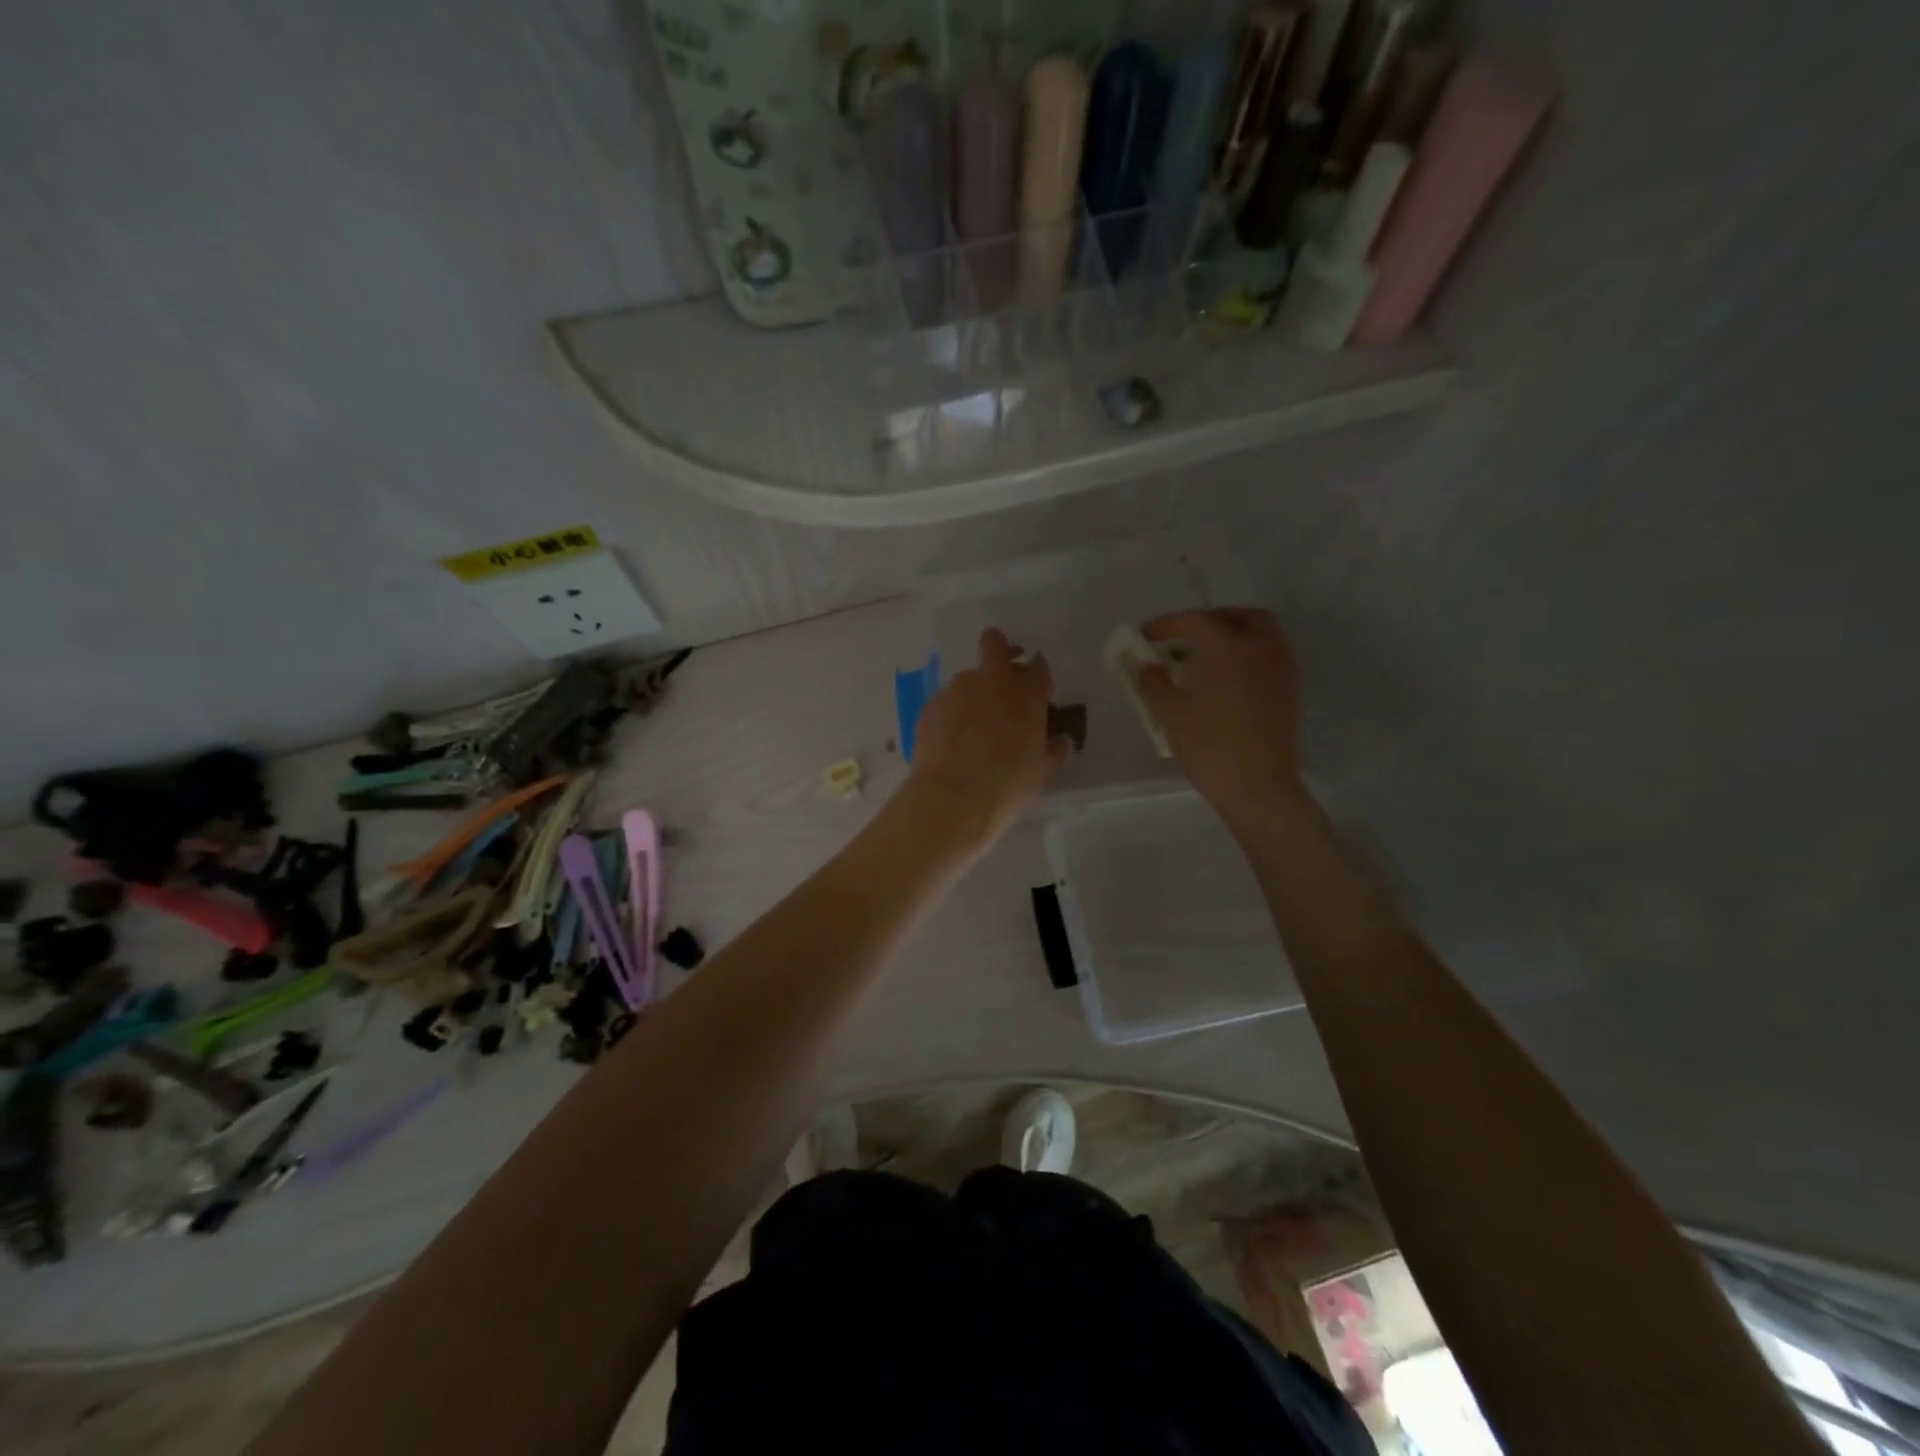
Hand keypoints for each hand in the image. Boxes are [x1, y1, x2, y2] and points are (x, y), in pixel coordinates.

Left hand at [906, 628, 1068, 850]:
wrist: (952, 799)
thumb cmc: (1008, 785)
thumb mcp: (1043, 772)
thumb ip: (1054, 749)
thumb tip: (1059, 739)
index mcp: (1026, 694)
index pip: (1038, 666)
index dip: (1037, 674)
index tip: (1036, 689)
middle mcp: (992, 682)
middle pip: (994, 643)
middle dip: (999, 649)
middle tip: (1002, 674)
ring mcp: (957, 690)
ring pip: (967, 677)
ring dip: (973, 692)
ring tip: (971, 727)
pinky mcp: (930, 706)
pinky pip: (945, 702)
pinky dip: (950, 715)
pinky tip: (950, 742)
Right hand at [1137, 609, 1306, 836]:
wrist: (1260, 789)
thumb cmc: (1211, 747)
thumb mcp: (1171, 714)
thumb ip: (1155, 682)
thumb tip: (1149, 666)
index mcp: (1229, 647)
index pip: (1196, 621)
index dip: (1167, 624)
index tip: (1145, 635)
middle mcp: (1261, 648)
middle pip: (1238, 617)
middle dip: (1209, 621)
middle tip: (1183, 639)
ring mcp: (1281, 669)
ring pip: (1259, 635)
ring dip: (1230, 637)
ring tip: (1203, 660)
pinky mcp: (1289, 692)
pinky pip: (1267, 657)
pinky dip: (1245, 657)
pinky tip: (1224, 682)